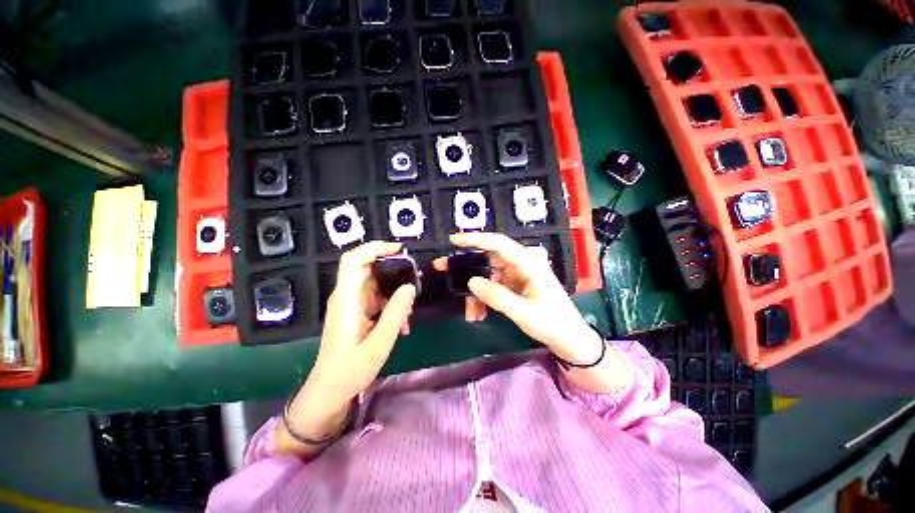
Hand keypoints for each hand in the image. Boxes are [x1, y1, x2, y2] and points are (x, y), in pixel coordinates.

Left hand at [278, 241, 415, 453]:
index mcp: (346, 300)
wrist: (328, 394)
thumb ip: (395, 313)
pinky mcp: (356, 315)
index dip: (374, 248)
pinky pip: (376, 301)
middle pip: (368, 270)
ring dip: (395, 295)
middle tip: (414, 286)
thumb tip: (409, 287)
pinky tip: (401, 325)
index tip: (399, 250)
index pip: (353, 260)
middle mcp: (346, 297)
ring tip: (409, 314)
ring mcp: (351, 306)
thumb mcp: (379, 344)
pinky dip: (391, 307)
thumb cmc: (350, 371)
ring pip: (376, 286)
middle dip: (394, 274)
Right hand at [433, 233, 599, 363]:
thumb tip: (471, 282)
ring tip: (470, 314)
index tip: (454, 240)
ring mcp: (517, 275)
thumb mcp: (523, 312)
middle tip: (443, 270)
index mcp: (528, 263)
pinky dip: (483, 299)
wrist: (569, 340)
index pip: (499, 244)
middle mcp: (521, 265)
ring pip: (487, 276)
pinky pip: (492, 288)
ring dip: (475, 293)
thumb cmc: (553, 323)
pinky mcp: (514, 286)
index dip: (476, 239)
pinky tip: (478, 315)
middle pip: (488, 259)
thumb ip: (496, 296)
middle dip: (466, 267)